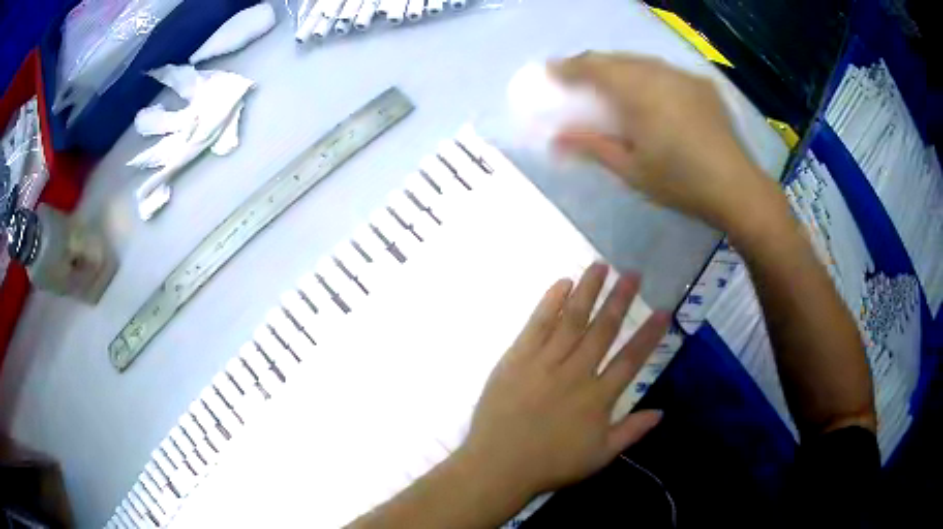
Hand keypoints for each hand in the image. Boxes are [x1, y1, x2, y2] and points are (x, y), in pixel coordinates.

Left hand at [457, 264, 669, 497]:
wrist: (499, 465)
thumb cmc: (551, 464)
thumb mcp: (599, 456)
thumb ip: (632, 431)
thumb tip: (662, 411)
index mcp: (598, 398)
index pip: (631, 359)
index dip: (649, 334)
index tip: (663, 310)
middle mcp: (576, 373)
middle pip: (603, 330)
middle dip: (620, 299)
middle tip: (632, 273)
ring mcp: (545, 363)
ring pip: (572, 319)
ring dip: (588, 291)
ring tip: (601, 266)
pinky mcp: (517, 358)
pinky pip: (537, 325)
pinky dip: (550, 303)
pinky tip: (562, 283)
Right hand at [551, 52, 782, 234]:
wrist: (736, 188)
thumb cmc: (679, 182)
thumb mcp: (630, 169)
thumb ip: (591, 146)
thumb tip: (555, 140)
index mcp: (637, 91)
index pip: (592, 67)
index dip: (567, 67)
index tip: (550, 72)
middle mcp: (658, 73)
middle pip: (615, 59)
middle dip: (592, 65)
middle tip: (577, 79)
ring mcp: (683, 76)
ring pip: (641, 61)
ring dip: (620, 68)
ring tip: (612, 85)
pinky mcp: (702, 85)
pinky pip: (665, 71)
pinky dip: (648, 76)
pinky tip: (651, 94)